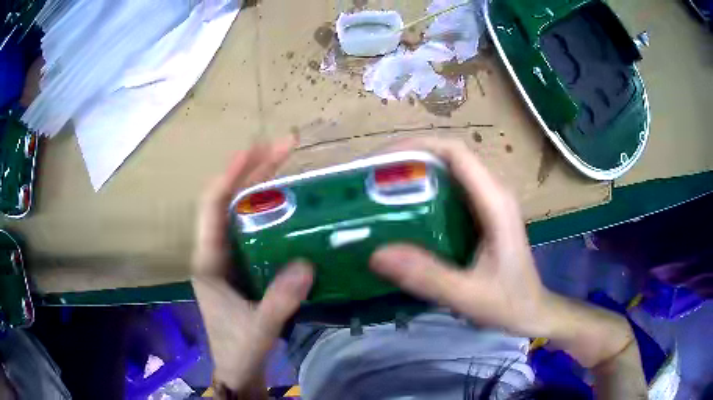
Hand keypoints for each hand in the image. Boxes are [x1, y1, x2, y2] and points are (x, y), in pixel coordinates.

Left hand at [191, 135, 312, 391]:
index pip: (212, 207)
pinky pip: (256, 230)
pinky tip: (292, 206)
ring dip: (262, 186)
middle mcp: (216, 253)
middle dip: (253, 170)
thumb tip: (306, 264)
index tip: (256, 149)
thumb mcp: (258, 329)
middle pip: (228, 200)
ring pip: (242, 212)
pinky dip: (271, 212)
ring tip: (288, 164)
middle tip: (285, 147)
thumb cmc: (238, 351)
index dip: (231, 174)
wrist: (237, 371)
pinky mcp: (245, 268)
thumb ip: (279, 301)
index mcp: (208, 262)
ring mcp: (230, 259)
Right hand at [370, 138, 549, 336]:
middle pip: (449, 157)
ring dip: (414, 173)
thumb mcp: (468, 296)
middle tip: (371, 177)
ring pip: (448, 172)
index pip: (456, 153)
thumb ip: (428, 277)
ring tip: (379, 189)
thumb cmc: (509, 303)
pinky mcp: (482, 216)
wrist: (531, 312)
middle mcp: (493, 193)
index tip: (380, 161)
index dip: (417, 147)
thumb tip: (377, 254)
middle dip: (409, 158)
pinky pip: (450, 192)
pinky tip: (403, 211)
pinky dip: (424, 192)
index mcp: (495, 202)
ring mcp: (489, 203)